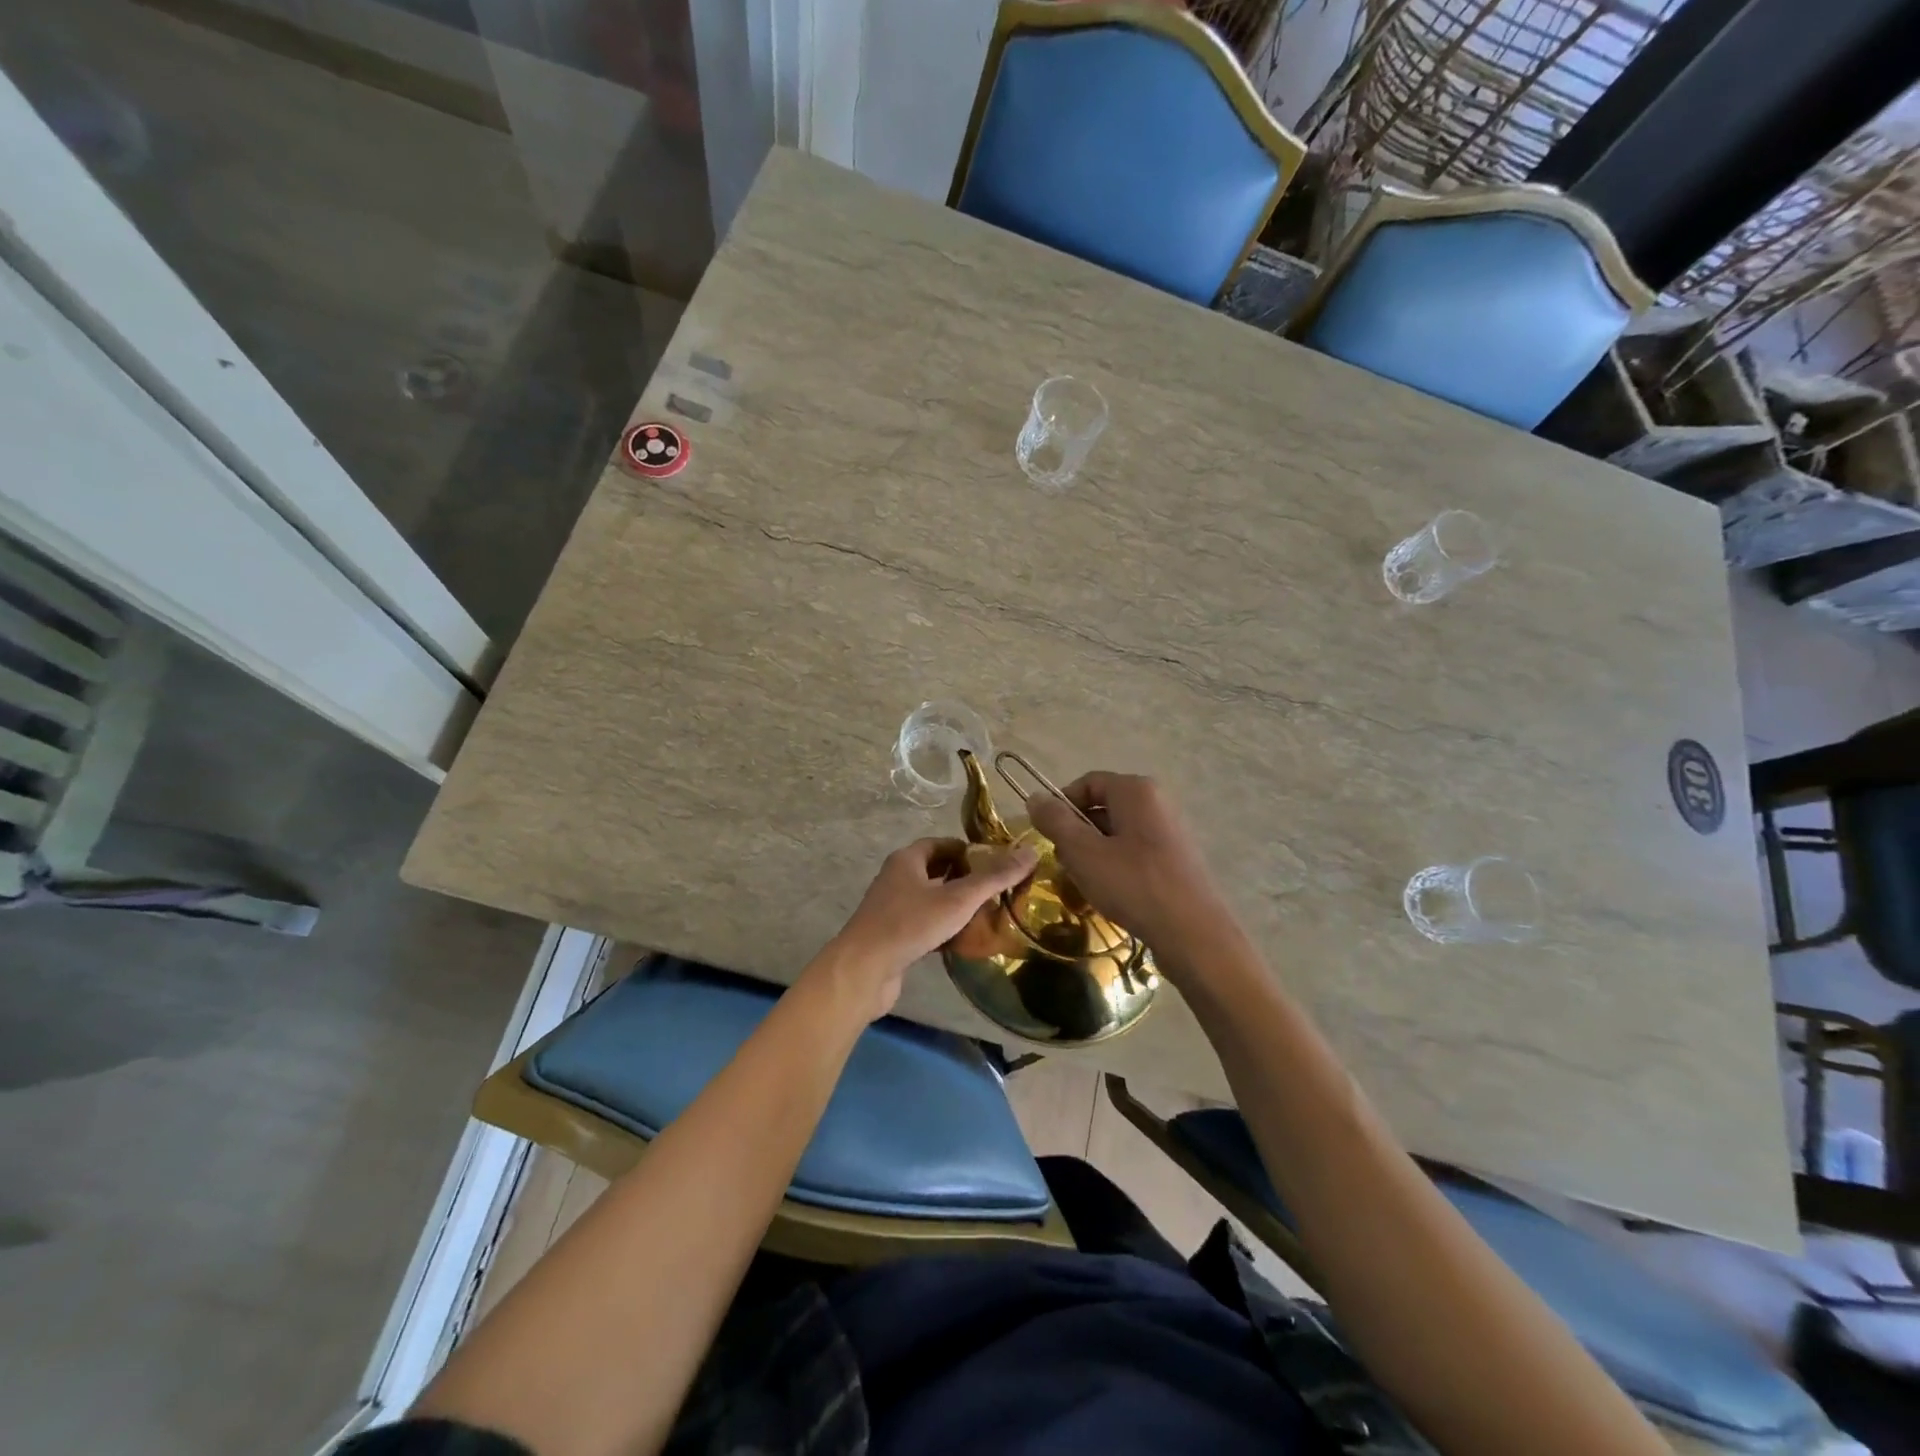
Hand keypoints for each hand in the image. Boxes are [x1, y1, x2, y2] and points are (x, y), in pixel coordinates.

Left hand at [821, 838, 1038, 1021]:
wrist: (863, 971)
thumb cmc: (910, 924)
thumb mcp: (958, 898)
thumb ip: (994, 877)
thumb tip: (1031, 852)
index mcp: (907, 860)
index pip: (943, 844)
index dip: (970, 850)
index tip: (998, 864)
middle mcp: (897, 878)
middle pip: (938, 871)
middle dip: (966, 879)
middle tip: (998, 891)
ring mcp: (893, 909)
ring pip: (932, 900)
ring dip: (956, 906)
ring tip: (988, 916)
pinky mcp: (894, 936)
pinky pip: (925, 925)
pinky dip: (945, 929)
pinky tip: (965, 942)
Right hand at [1026, 772, 1227, 955]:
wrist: (1193, 934)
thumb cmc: (1133, 885)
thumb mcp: (1083, 852)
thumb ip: (1055, 821)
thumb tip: (1034, 797)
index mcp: (1136, 790)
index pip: (1087, 783)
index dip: (1061, 805)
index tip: (1047, 835)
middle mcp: (1156, 802)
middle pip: (1102, 807)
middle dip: (1077, 833)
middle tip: (1064, 863)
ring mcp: (1169, 831)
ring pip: (1117, 833)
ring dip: (1094, 853)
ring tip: (1085, 883)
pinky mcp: (1176, 859)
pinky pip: (1135, 852)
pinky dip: (1116, 866)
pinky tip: (1111, 893)